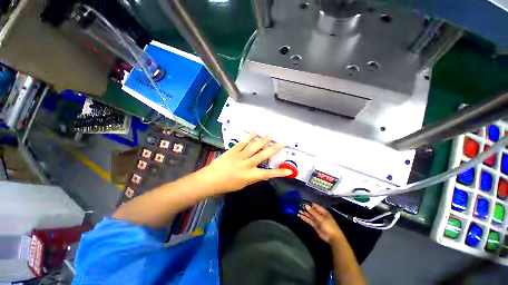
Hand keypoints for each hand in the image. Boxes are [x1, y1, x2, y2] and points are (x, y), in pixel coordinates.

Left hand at [198, 133, 291, 193]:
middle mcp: (247, 165)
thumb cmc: (227, 185)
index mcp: (249, 176)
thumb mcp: (243, 184)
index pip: (268, 174)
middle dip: (274, 149)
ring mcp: (240, 156)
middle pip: (263, 155)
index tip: (289, 171)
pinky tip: (255, 133)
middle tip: (282, 143)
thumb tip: (263, 173)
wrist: (210, 179)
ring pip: (254, 147)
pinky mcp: (233, 150)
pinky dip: (250, 137)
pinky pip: (243, 142)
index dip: (279, 173)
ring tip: (271, 135)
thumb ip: (254, 178)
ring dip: (263, 140)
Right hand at [299, 204, 343, 244]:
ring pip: (309, 215)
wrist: (332, 237)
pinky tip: (300, 216)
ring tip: (297, 210)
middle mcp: (319, 214)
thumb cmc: (328, 225)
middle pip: (311, 210)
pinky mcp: (315, 225)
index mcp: (322, 211)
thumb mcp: (321, 218)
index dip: (309, 204)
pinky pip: (309, 220)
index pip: (314, 205)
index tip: (302, 203)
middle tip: (298, 206)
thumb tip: (306, 205)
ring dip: (304, 213)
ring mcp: (317, 220)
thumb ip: (313, 212)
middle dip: (305, 208)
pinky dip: (305, 218)